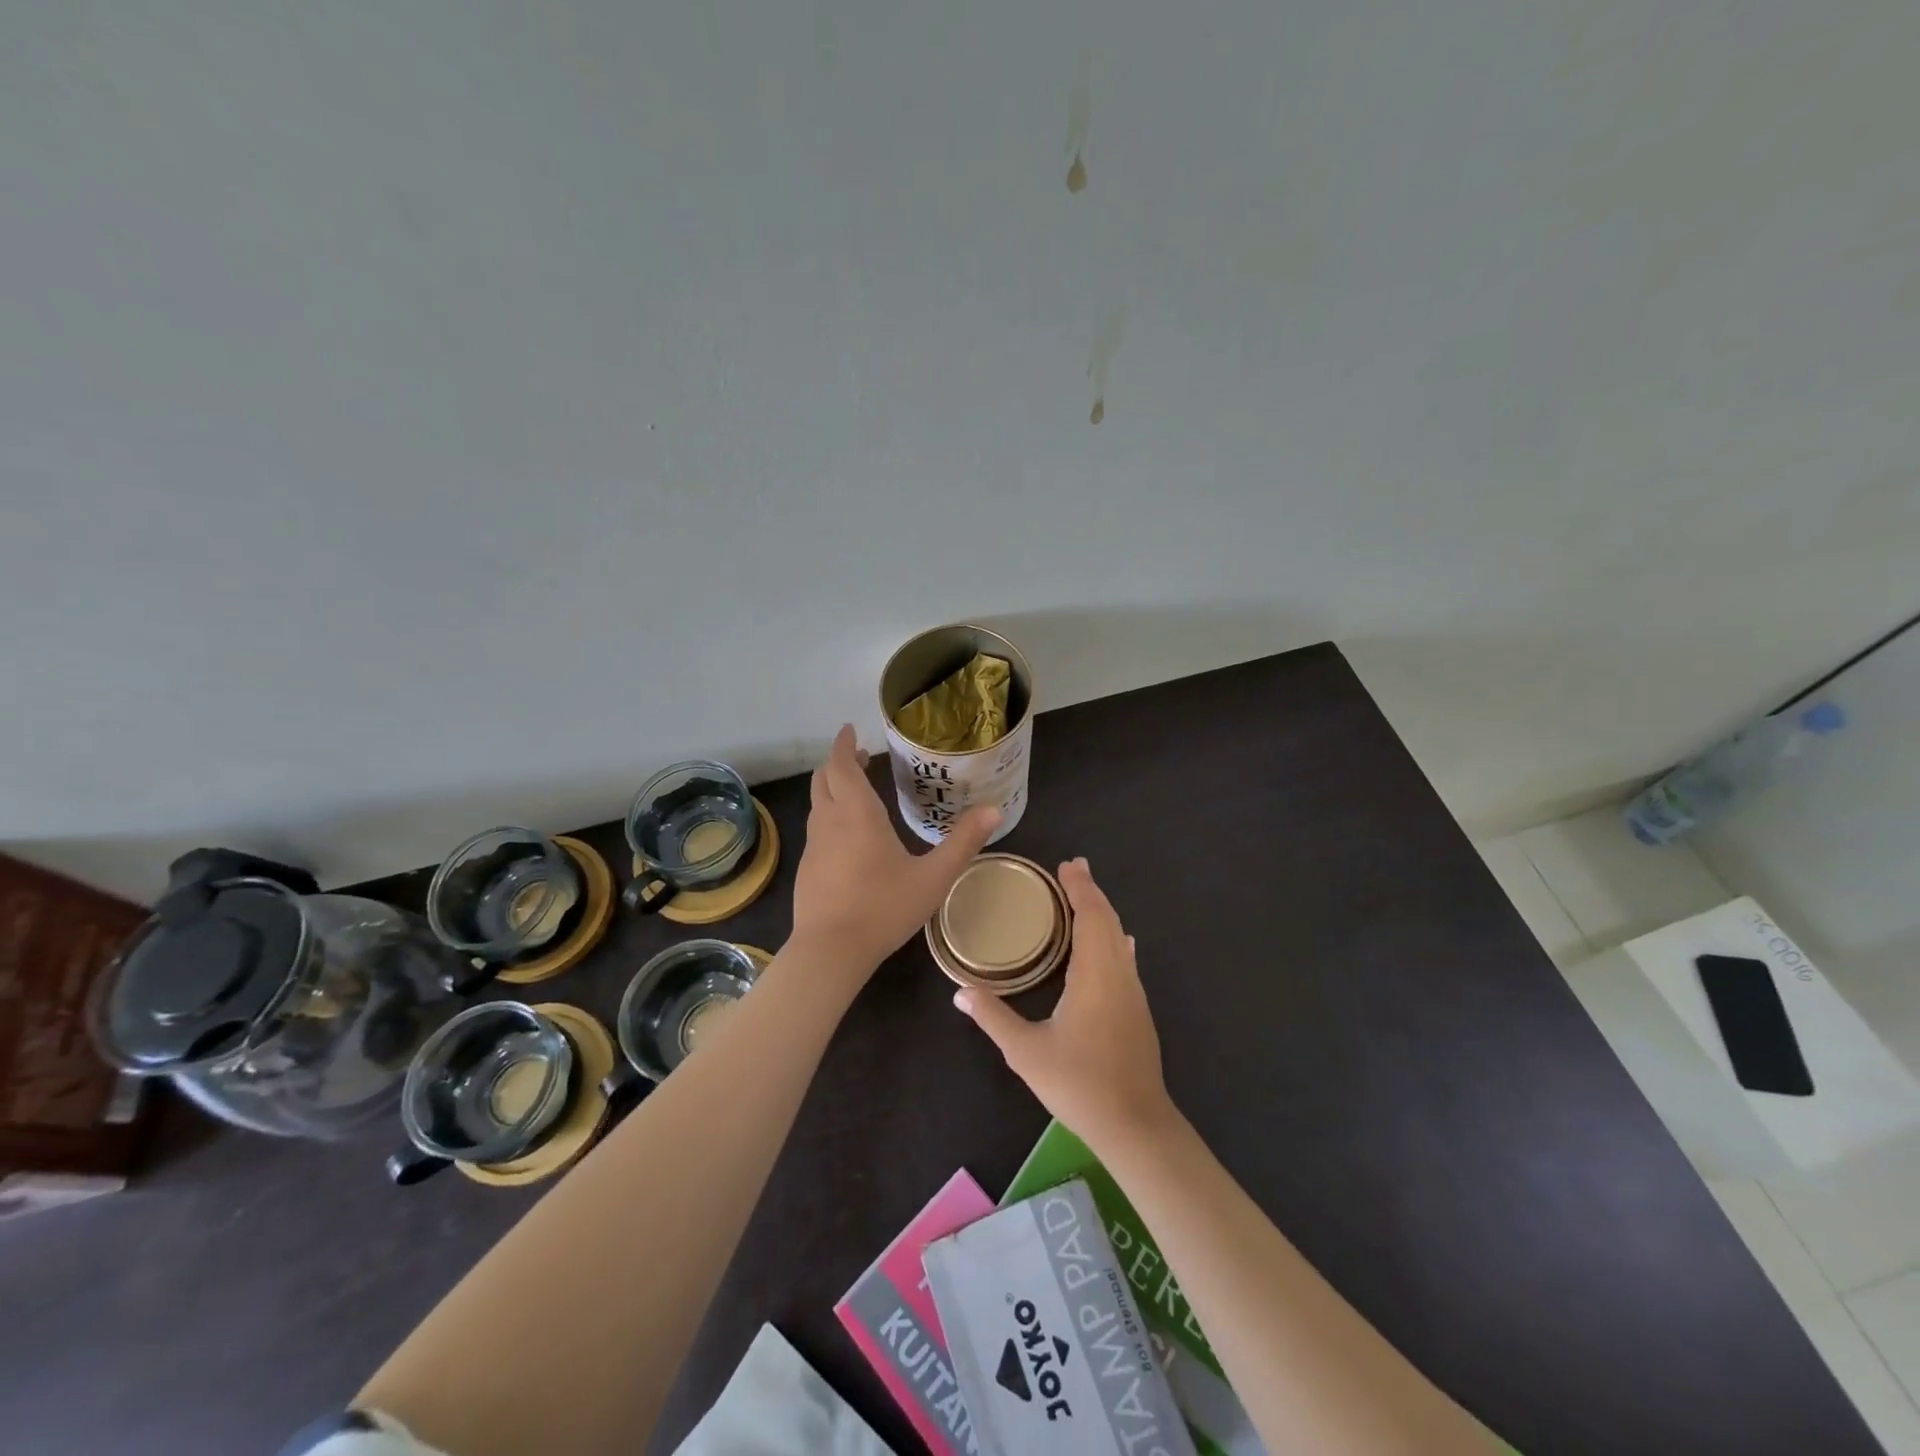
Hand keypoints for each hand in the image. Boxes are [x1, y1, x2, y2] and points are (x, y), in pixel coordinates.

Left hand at [791, 724, 1000, 975]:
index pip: (841, 765)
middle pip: (824, 779)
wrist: (830, 951)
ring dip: (833, 788)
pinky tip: (849, 836)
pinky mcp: (807, 867)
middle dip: (839, 762)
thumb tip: (994, 810)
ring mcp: (814, 845)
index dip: (843, 744)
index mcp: (857, 814)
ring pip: (818, 803)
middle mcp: (830, 821)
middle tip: (861, 756)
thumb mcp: (933, 877)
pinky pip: (817, 828)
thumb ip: (963, 843)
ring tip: (858, 790)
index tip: (851, 731)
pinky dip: (830, 815)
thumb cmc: (883, 908)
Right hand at [954, 858, 1175, 1155]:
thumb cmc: (1078, 1084)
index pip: (1090, 916)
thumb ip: (993, 1017)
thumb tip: (959, 992)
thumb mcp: (1025, 1052)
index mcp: (1094, 975)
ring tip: (1086, 894)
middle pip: (1108, 920)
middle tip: (1073, 868)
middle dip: (1091, 891)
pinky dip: (1114, 936)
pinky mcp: (1138, 1010)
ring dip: (1103, 912)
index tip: (1067, 866)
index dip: (1080, 888)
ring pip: (1119, 938)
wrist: (1135, 1125)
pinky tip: (1118, 942)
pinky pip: (1125, 958)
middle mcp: (1118, 975)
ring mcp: (1133, 993)